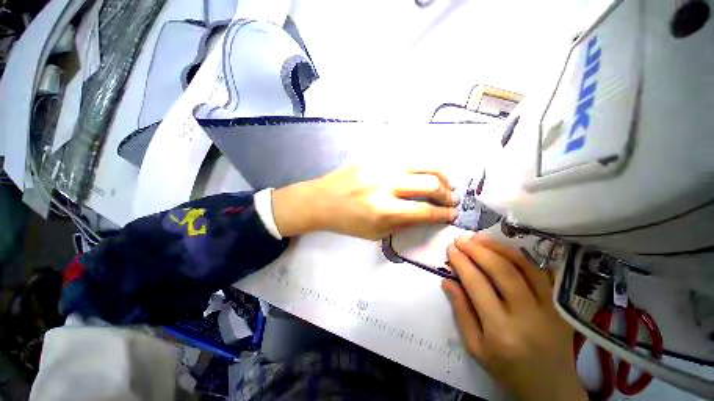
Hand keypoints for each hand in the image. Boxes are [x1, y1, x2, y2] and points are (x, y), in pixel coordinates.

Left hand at [272, 165, 457, 239]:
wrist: (321, 200)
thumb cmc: (346, 222)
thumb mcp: (375, 233)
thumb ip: (403, 223)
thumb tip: (427, 215)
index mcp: (383, 209)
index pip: (424, 210)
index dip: (443, 214)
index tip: (452, 215)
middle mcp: (385, 184)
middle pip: (429, 183)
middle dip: (447, 193)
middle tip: (451, 200)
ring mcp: (380, 165)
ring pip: (422, 164)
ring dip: (440, 175)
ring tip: (445, 183)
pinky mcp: (375, 156)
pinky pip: (407, 157)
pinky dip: (421, 166)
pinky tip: (424, 173)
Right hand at [442, 235, 586, 400]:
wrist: (550, 387)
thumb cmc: (507, 369)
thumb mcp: (475, 347)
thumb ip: (461, 311)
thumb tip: (448, 281)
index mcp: (500, 330)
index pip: (477, 284)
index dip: (462, 262)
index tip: (451, 249)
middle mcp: (527, 315)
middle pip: (501, 270)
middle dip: (477, 250)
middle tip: (461, 239)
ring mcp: (549, 308)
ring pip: (523, 266)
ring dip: (498, 247)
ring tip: (479, 238)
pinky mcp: (560, 305)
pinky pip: (542, 272)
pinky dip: (522, 257)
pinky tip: (505, 250)